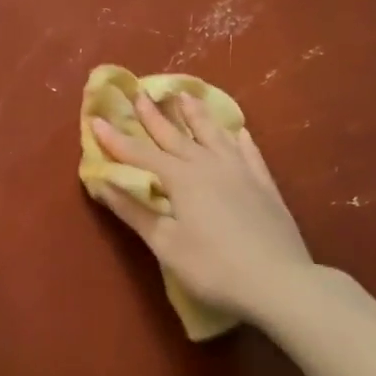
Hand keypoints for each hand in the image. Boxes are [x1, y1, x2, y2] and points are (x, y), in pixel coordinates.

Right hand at [92, 93, 315, 327]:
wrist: (279, 281)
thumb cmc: (212, 267)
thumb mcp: (165, 244)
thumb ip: (134, 211)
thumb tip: (103, 183)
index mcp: (181, 178)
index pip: (140, 154)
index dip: (116, 139)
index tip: (97, 119)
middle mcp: (209, 165)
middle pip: (175, 135)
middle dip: (154, 116)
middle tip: (140, 93)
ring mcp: (240, 171)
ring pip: (214, 135)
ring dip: (196, 115)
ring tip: (186, 96)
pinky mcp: (264, 185)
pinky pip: (249, 153)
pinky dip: (239, 139)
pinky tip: (239, 132)